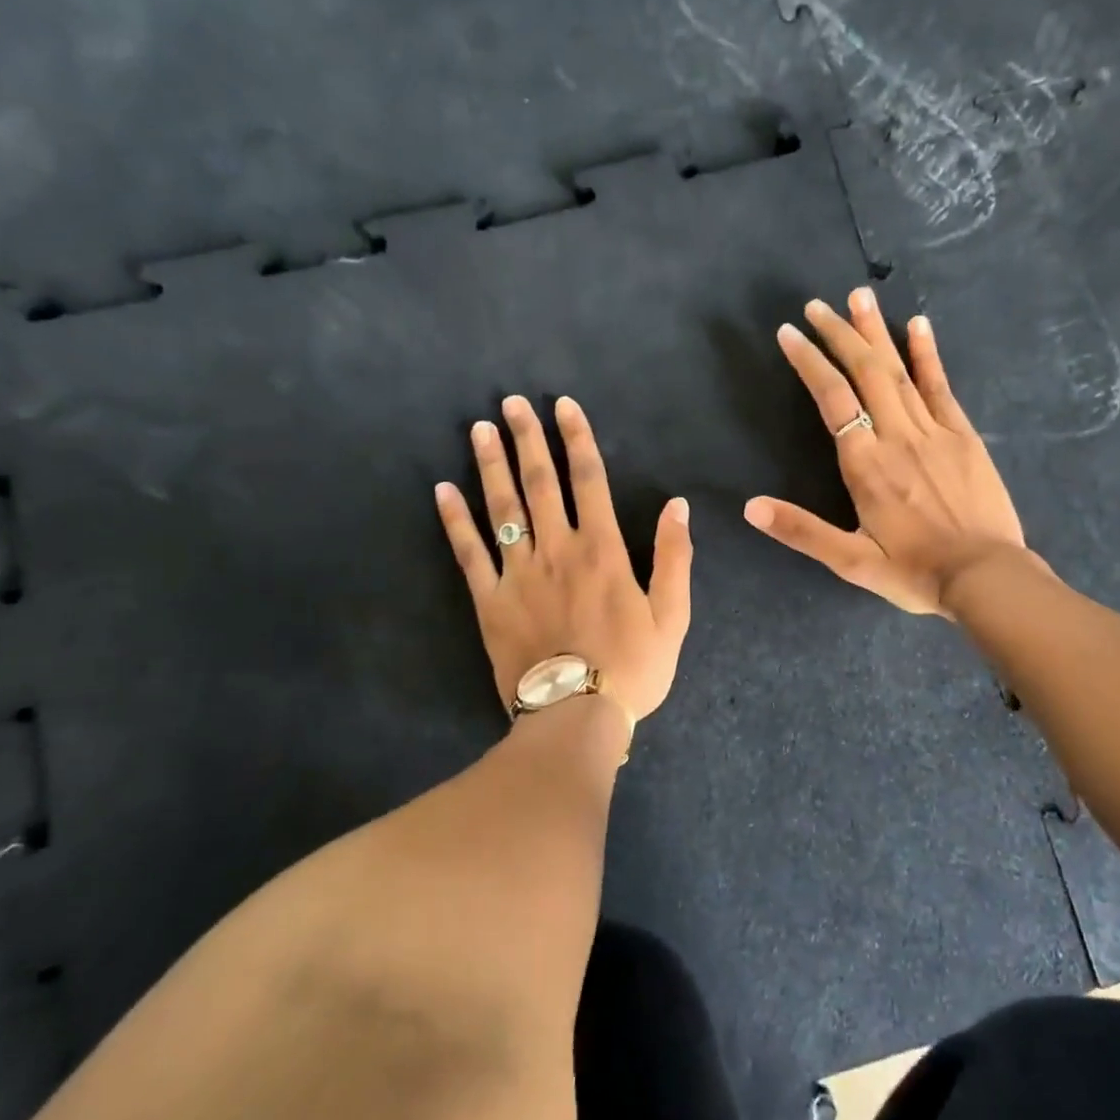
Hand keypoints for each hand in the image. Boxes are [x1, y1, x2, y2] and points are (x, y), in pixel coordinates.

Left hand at [435, 395, 692, 721]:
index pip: (589, 480)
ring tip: (480, 429)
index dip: (577, 438)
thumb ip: (675, 556)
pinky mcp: (490, 601)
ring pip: (503, 508)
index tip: (563, 406)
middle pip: (540, 483)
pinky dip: (454, 521)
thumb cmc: (633, 667)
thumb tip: (677, 505)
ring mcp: (519, 574)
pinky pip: (469, 553)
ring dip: (491, 465)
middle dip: (528, 439)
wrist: (577, 716)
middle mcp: (558, 550)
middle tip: (512, 403)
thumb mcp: (673, 615)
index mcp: (603, 550)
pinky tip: (442, 490)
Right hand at [744, 289, 1029, 616]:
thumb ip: (801, 531)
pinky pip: (941, 386)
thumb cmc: (914, 572)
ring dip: (875, 332)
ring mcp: (933, 431)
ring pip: (898, 371)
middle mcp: (896, 436)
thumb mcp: (851, 561)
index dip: (809, 362)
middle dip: (838, 334)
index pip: (832, 399)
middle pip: (864, 372)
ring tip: (856, 296)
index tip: (789, 333)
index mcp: (865, 465)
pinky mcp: (963, 436)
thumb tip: (750, 506)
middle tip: (816, 305)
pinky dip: (927, 354)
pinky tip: (918, 324)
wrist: (986, 577)